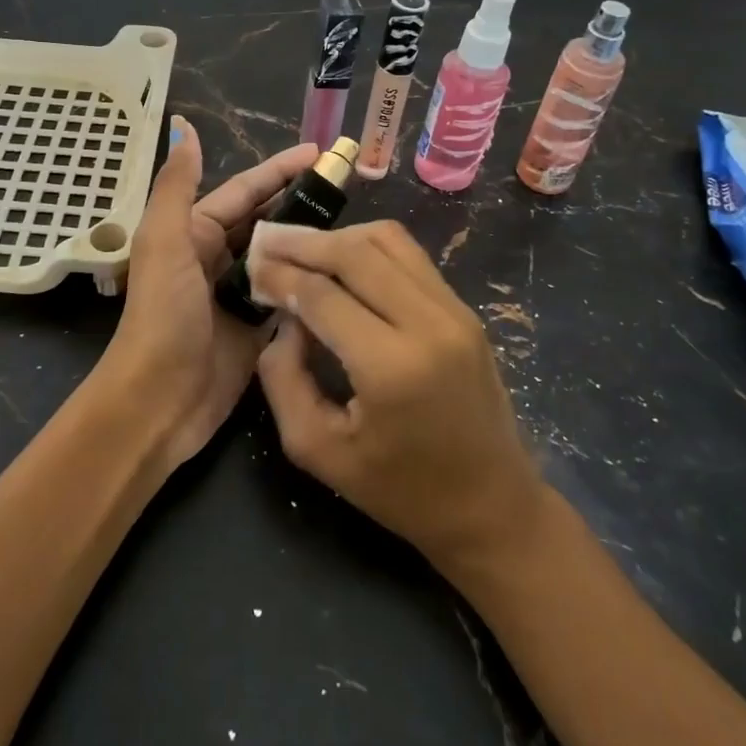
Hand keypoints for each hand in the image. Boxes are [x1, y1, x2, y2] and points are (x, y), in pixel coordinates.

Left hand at [96, 117, 318, 470]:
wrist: (158, 401)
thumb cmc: (161, 316)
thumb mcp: (165, 243)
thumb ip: (177, 185)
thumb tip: (183, 126)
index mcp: (194, 232)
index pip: (245, 191)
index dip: (280, 169)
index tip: (319, 153)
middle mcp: (217, 257)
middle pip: (267, 220)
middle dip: (301, 200)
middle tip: (348, 186)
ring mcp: (238, 294)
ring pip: (281, 256)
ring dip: (310, 240)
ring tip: (354, 225)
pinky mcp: (256, 328)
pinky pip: (288, 295)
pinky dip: (309, 282)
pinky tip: (342, 273)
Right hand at [251, 221, 546, 571]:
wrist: (493, 507)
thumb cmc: (400, 490)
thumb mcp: (318, 450)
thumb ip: (283, 378)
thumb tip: (283, 319)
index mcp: (391, 367)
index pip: (322, 294)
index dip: (280, 275)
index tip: (252, 268)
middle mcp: (428, 324)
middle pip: (355, 252)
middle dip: (304, 243)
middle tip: (269, 243)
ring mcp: (454, 311)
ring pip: (387, 239)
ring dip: (339, 238)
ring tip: (304, 251)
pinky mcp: (465, 309)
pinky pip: (410, 256)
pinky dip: (369, 248)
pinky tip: (344, 263)